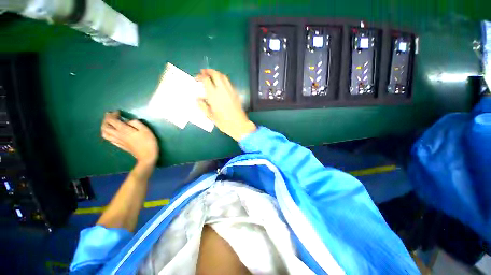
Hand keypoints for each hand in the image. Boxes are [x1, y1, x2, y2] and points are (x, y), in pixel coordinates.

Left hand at [101, 111, 158, 164]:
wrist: (147, 156)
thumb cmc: (148, 142)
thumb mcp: (146, 130)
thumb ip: (136, 123)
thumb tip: (129, 121)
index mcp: (124, 130)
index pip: (112, 120)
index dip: (113, 114)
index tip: (118, 112)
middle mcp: (118, 135)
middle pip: (105, 126)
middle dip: (106, 119)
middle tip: (111, 115)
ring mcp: (118, 141)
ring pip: (104, 133)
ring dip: (104, 126)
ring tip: (109, 123)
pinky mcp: (120, 145)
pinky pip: (109, 139)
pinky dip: (108, 133)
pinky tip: (112, 133)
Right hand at [196, 69, 256, 140]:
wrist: (239, 125)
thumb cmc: (224, 122)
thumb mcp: (210, 116)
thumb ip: (203, 106)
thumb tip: (197, 99)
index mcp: (214, 95)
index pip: (206, 80)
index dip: (200, 76)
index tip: (197, 78)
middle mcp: (222, 90)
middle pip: (215, 74)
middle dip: (208, 71)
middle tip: (204, 72)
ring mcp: (230, 91)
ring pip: (223, 77)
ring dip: (217, 73)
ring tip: (212, 76)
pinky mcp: (236, 93)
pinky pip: (229, 82)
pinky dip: (223, 79)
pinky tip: (221, 84)